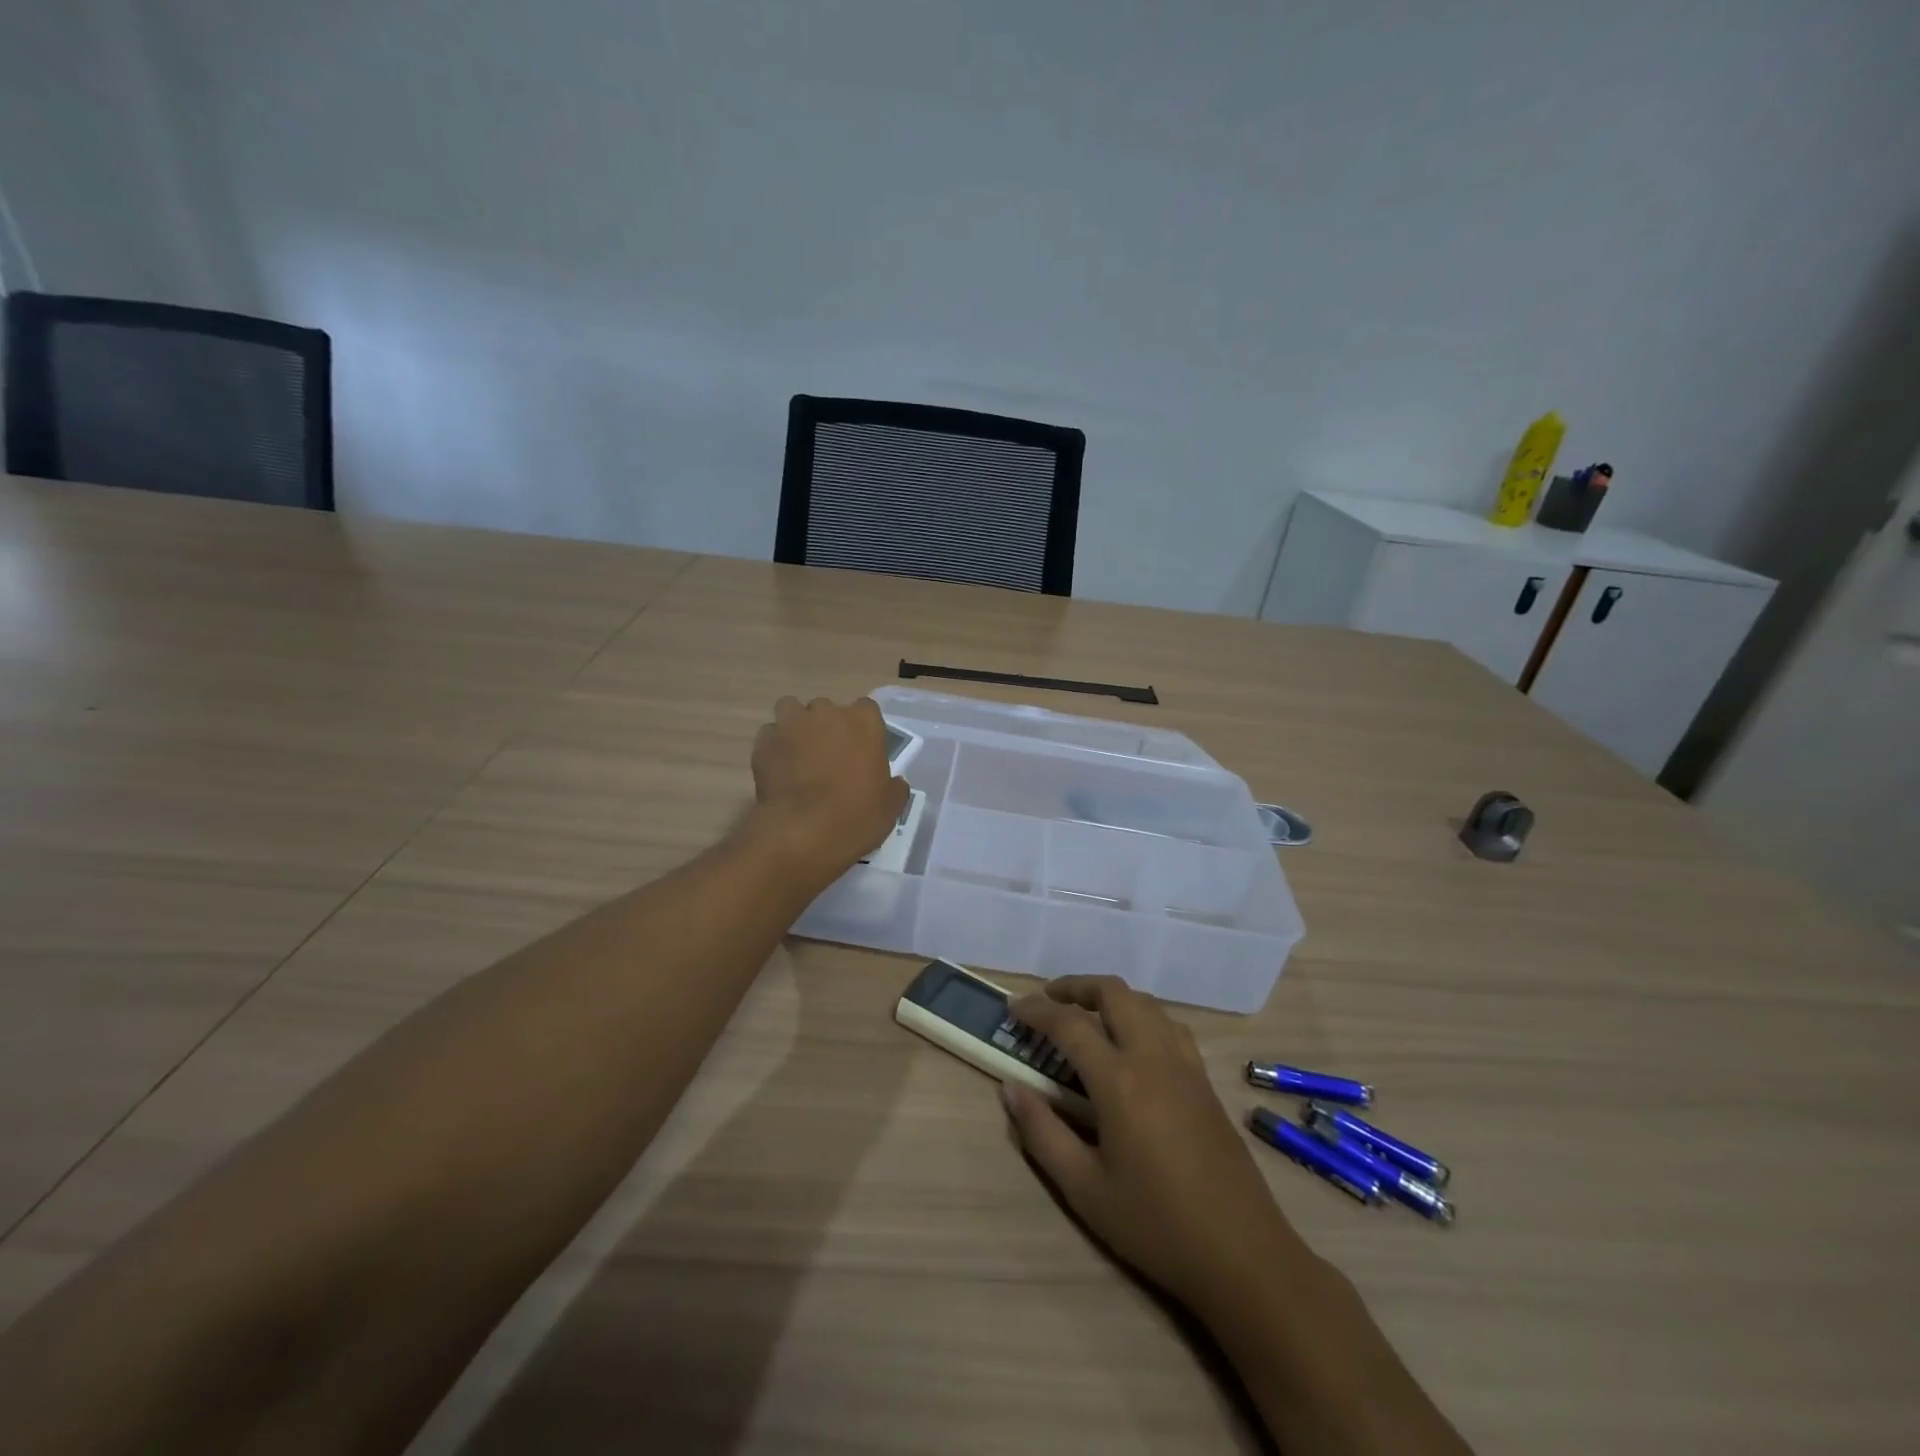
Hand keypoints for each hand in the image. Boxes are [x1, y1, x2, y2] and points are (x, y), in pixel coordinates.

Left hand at [749, 695, 907, 882]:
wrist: (802, 834)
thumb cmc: (856, 817)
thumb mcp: (890, 807)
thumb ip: (893, 787)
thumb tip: (894, 782)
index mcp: (864, 722)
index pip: (866, 709)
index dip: (862, 729)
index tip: (861, 751)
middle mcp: (827, 713)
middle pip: (826, 708)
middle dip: (826, 727)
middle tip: (828, 757)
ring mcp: (792, 724)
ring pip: (791, 710)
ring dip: (795, 726)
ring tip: (798, 754)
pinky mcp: (764, 742)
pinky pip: (770, 735)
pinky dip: (773, 747)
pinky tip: (778, 770)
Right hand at [1002, 976, 1298, 1314]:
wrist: (1243, 1255)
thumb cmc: (1156, 1226)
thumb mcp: (1085, 1189)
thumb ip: (1042, 1133)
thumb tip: (1010, 1089)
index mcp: (1120, 1081)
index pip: (1070, 1024)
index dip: (1036, 1010)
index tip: (1012, 1007)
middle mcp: (1153, 1057)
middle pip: (1114, 993)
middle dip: (1076, 986)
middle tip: (1047, 1001)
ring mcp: (1185, 1064)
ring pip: (1145, 1002)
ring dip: (1110, 997)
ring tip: (1085, 1017)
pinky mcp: (1204, 1079)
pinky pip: (1168, 1024)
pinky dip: (1140, 1014)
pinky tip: (1131, 1043)